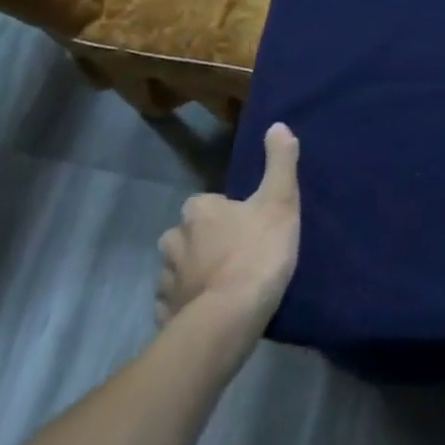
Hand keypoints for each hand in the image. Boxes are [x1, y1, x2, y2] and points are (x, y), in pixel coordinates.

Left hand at [156, 122, 301, 337]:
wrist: (229, 319)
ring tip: (224, 288)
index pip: (208, 204)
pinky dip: (188, 305)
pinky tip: (209, 313)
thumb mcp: (280, 200)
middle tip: (237, 257)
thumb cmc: (257, 253)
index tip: (249, 228)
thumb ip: (280, 162)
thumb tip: (276, 125)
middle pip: (189, 236)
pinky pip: (175, 304)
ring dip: (195, 275)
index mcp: (198, 210)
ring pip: (179, 269)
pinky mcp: (164, 315)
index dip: (228, 214)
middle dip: (205, 244)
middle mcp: (173, 240)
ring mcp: (166, 280)